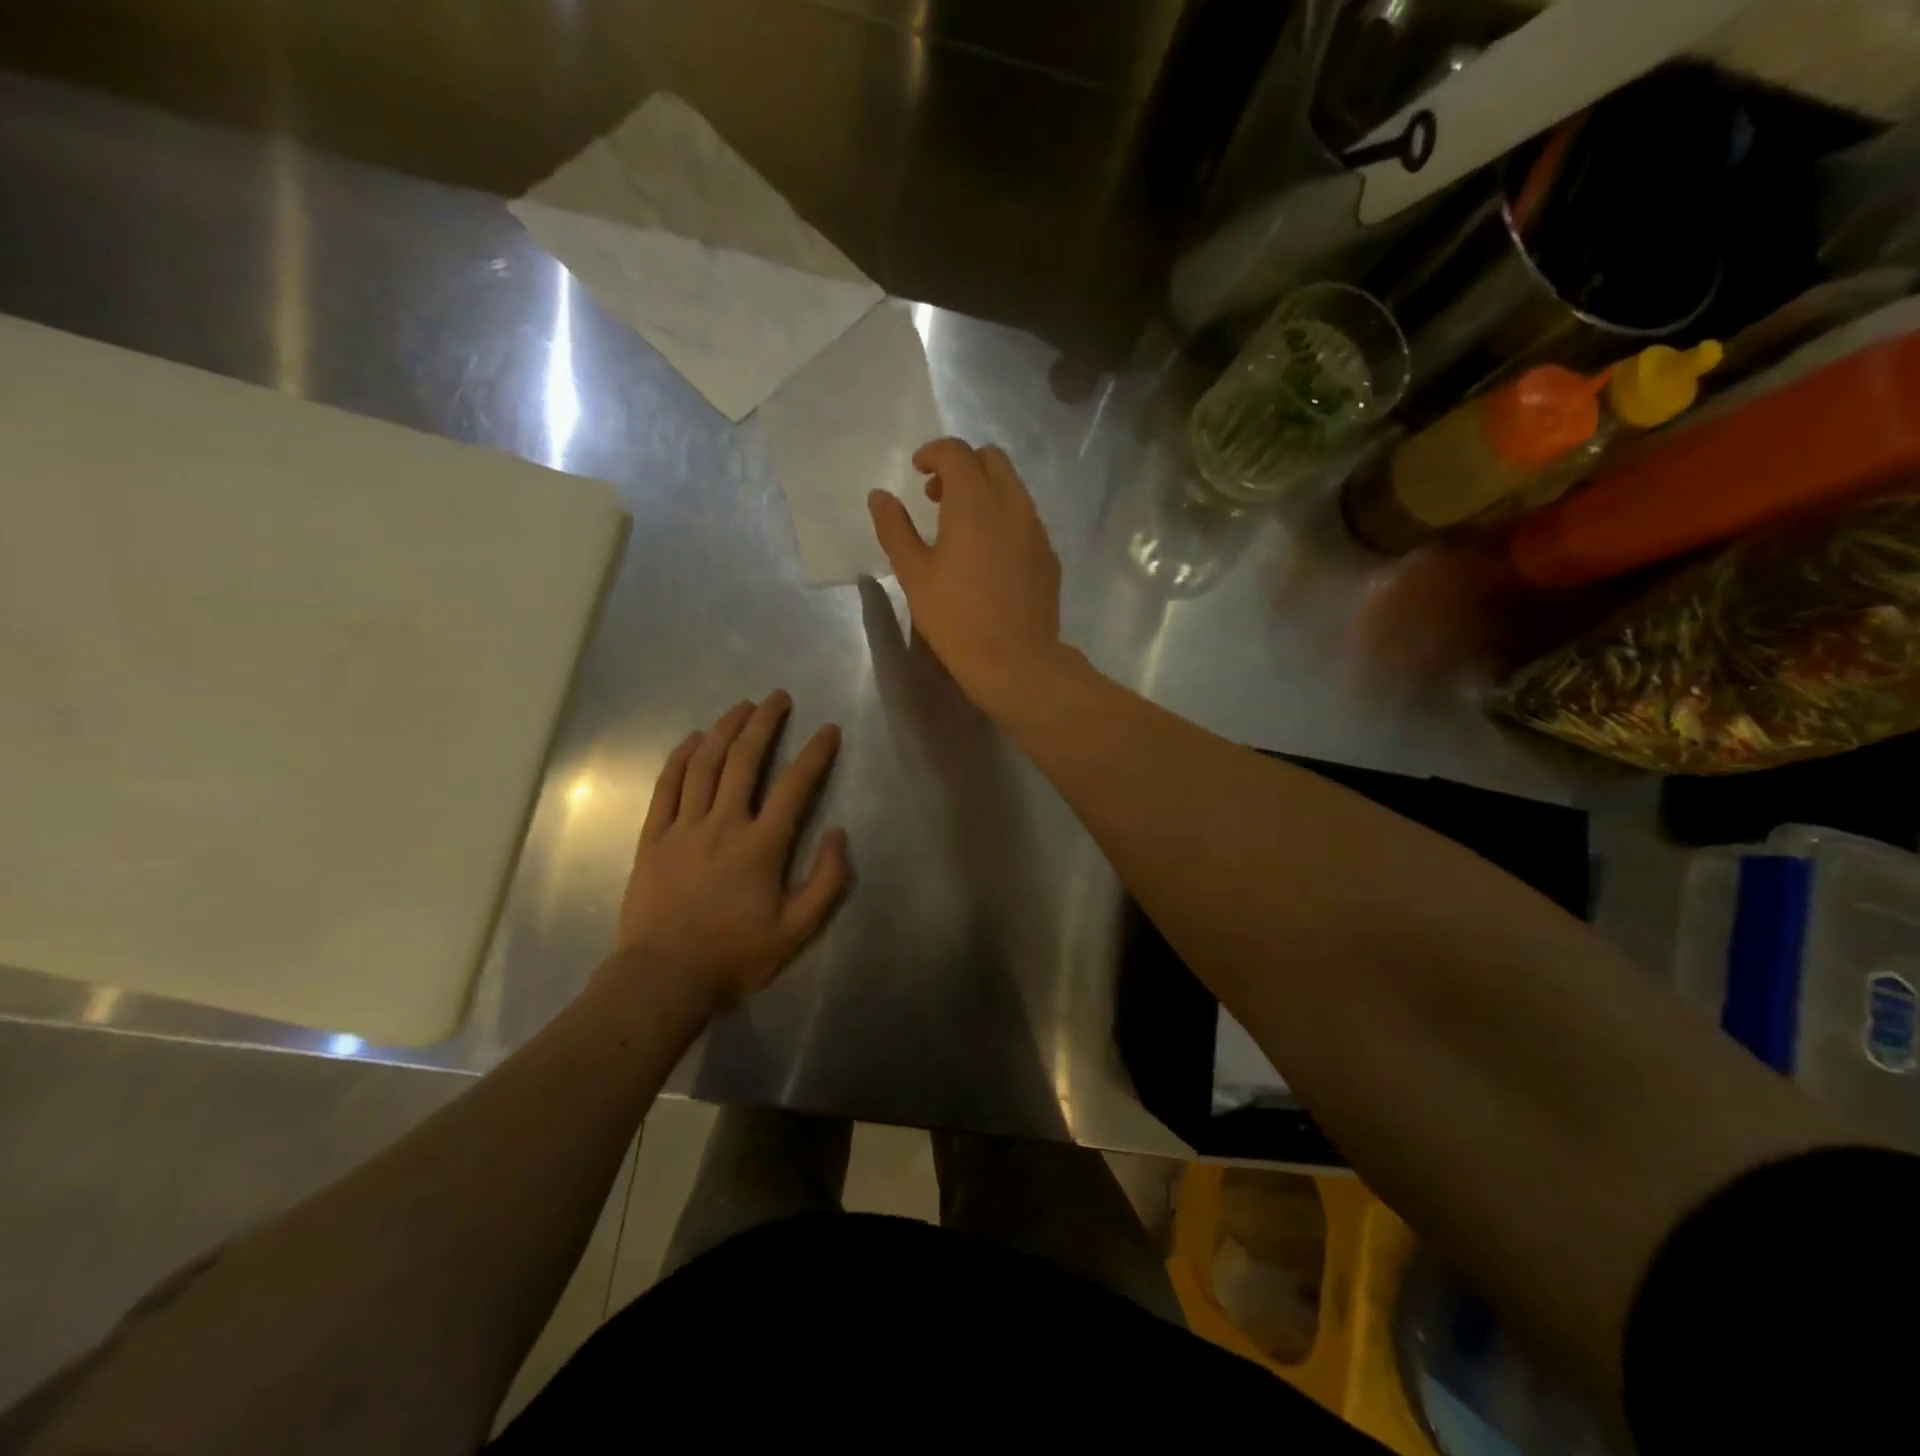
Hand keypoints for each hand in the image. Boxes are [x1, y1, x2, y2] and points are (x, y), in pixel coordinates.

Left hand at [611, 692, 849, 1010]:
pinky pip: (666, 787)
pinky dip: (680, 758)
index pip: (795, 786)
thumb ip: (827, 881)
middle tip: (778, 698)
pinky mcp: (652, 838)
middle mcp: (722, 825)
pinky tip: (693, 740)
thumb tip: (839, 833)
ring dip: (724, 729)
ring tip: (741, 707)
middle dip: (764, 723)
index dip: (815, 754)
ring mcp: (682, 828)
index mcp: (761, 846)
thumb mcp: (796, 930)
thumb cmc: (735, 955)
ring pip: (704, 765)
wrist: (663, 979)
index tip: (829, 730)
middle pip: (744, 760)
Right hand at [867, 438, 1067, 717]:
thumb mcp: (914, 574)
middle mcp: (1012, 505)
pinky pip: (1026, 518)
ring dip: (985, 490)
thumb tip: (880, 496)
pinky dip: (1004, 517)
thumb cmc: (956, 618)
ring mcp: (1037, 530)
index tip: (917, 470)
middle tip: (937, 496)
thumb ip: (895, 528)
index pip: (956, 452)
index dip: (933, 453)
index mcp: (975, 502)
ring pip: (1013, 488)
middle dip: (962, 465)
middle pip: (992, 459)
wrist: (1016, 661)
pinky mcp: (1049, 555)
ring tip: (961, 527)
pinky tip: (989, 554)